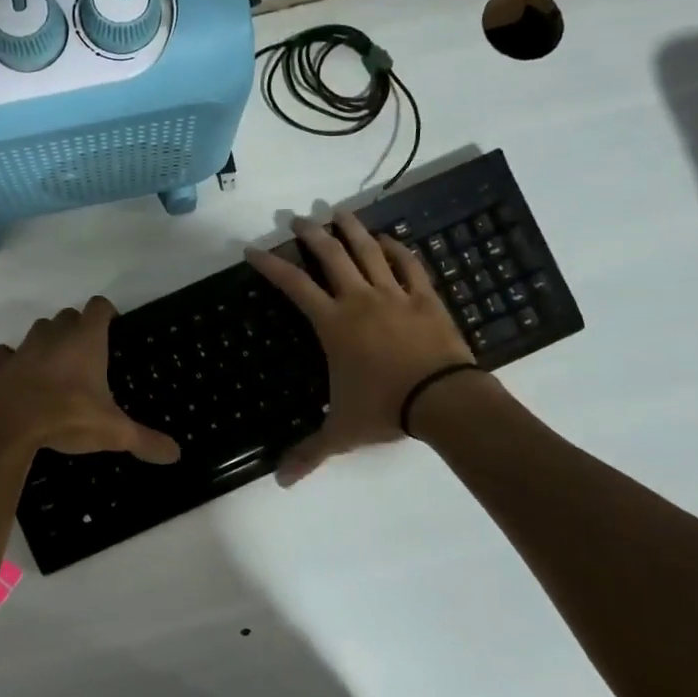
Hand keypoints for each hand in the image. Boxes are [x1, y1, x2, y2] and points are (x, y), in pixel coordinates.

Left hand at [0, 296, 180, 463]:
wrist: (8, 428)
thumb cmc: (67, 418)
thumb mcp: (113, 432)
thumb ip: (145, 440)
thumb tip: (176, 454)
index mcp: (85, 340)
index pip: (99, 306)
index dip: (107, 313)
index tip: (113, 329)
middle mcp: (54, 334)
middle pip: (68, 315)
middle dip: (78, 328)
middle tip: (88, 355)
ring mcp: (23, 347)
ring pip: (39, 330)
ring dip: (48, 340)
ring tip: (57, 366)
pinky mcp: (0, 364)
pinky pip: (8, 353)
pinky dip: (15, 361)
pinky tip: (21, 378)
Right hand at [246, 212, 475, 484]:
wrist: (444, 401)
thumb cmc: (385, 409)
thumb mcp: (342, 432)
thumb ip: (310, 452)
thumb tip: (281, 483)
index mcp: (333, 324)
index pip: (294, 286)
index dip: (271, 266)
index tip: (253, 249)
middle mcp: (359, 299)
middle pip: (331, 257)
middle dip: (311, 235)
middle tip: (298, 219)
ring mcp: (394, 295)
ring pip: (369, 252)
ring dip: (351, 230)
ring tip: (338, 213)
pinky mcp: (425, 298)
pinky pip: (409, 265)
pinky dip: (397, 249)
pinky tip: (389, 239)